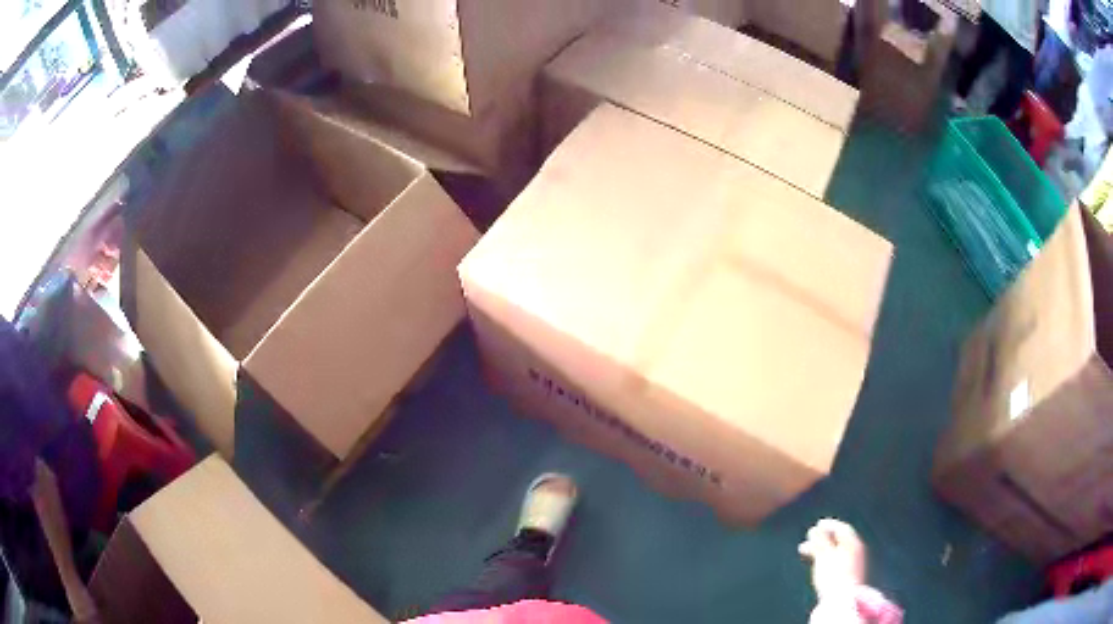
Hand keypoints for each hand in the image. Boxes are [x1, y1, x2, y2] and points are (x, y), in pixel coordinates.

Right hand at [798, 518, 866, 599]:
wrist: (841, 600)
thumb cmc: (833, 576)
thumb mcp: (824, 556)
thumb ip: (819, 542)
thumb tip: (814, 530)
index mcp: (853, 545)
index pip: (842, 529)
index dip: (829, 525)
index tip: (817, 524)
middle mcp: (854, 552)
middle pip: (837, 539)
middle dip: (822, 536)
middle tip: (809, 535)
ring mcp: (850, 564)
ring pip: (833, 550)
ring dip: (819, 547)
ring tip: (803, 549)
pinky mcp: (844, 575)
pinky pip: (832, 560)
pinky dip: (822, 557)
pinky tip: (813, 562)